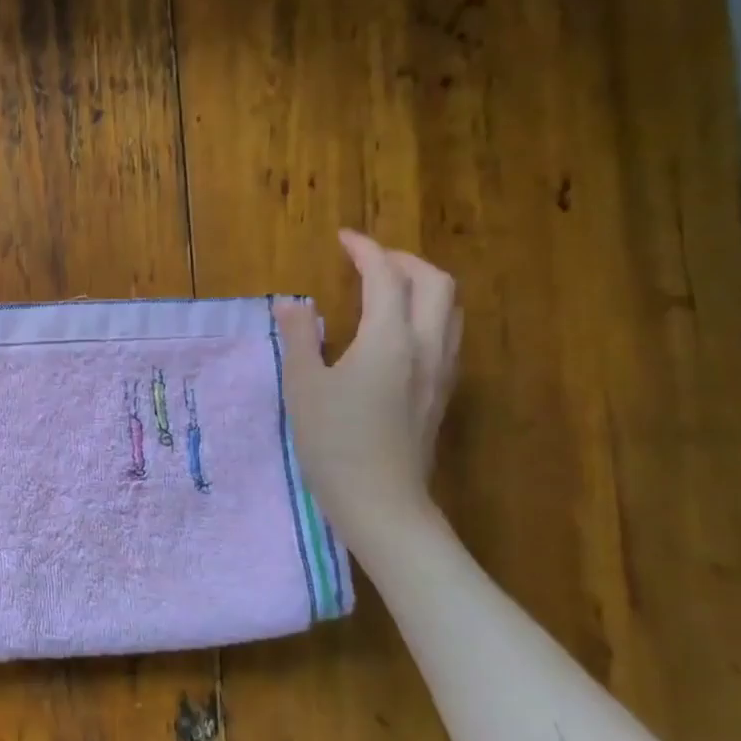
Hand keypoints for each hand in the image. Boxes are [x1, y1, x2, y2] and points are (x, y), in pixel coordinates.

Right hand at [274, 231, 462, 548]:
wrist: (381, 502)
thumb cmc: (334, 443)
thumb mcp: (303, 387)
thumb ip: (299, 337)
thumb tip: (291, 303)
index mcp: (389, 339)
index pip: (385, 277)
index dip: (365, 250)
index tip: (344, 238)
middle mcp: (426, 346)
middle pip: (435, 283)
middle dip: (403, 261)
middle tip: (369, 261)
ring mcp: (441, 371)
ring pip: (449, 308)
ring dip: (422, 285)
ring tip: (387, 288)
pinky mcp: (442, 393)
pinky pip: (447, 333)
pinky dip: (427, 313)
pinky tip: (399, 331)